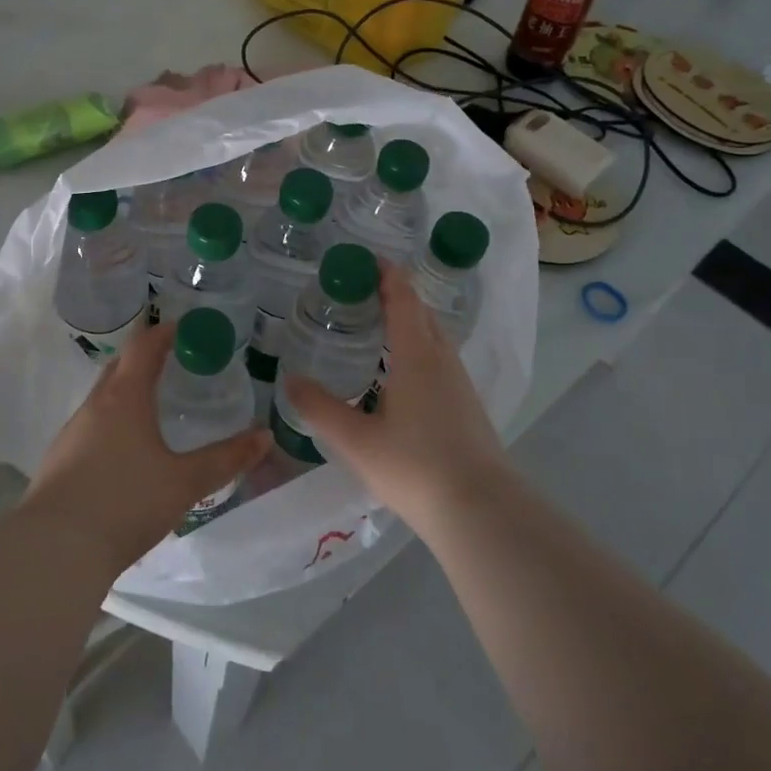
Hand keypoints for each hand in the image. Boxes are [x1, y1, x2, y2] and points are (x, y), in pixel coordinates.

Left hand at [21, 322, 271, 576]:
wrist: (55, 550)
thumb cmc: (125, 503)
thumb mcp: (184, 482)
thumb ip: (226, 459)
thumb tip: (265, 437)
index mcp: (124, 397)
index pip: (144, 345)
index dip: (166, 332)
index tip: (188, 329)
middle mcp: (95, 405)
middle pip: (120, 366)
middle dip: (146, 359)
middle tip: (176, 365)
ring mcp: (72, 432)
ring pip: (103, 398)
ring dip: (128, 393)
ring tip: (155, 409)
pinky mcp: (59, 460)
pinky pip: (91, 426)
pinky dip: (112, 423)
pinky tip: (126, 453)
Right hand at [282, 262, 510, 530]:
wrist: (481, 510)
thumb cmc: (415, 467)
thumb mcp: (357, 440)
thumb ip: (321, 408)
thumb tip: (289, 380)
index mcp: (416, 356)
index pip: (403, 300)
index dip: (387, 275)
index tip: (367, 259)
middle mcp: (442, 360)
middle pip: (422, 313)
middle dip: (396, 295)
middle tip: (363, 292)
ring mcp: (460, 383)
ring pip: (435, 337)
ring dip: (410, 322)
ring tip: (379, 328)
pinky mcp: (468, 406)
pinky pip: (441, 360)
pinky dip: (419, 348)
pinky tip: (401, 374)